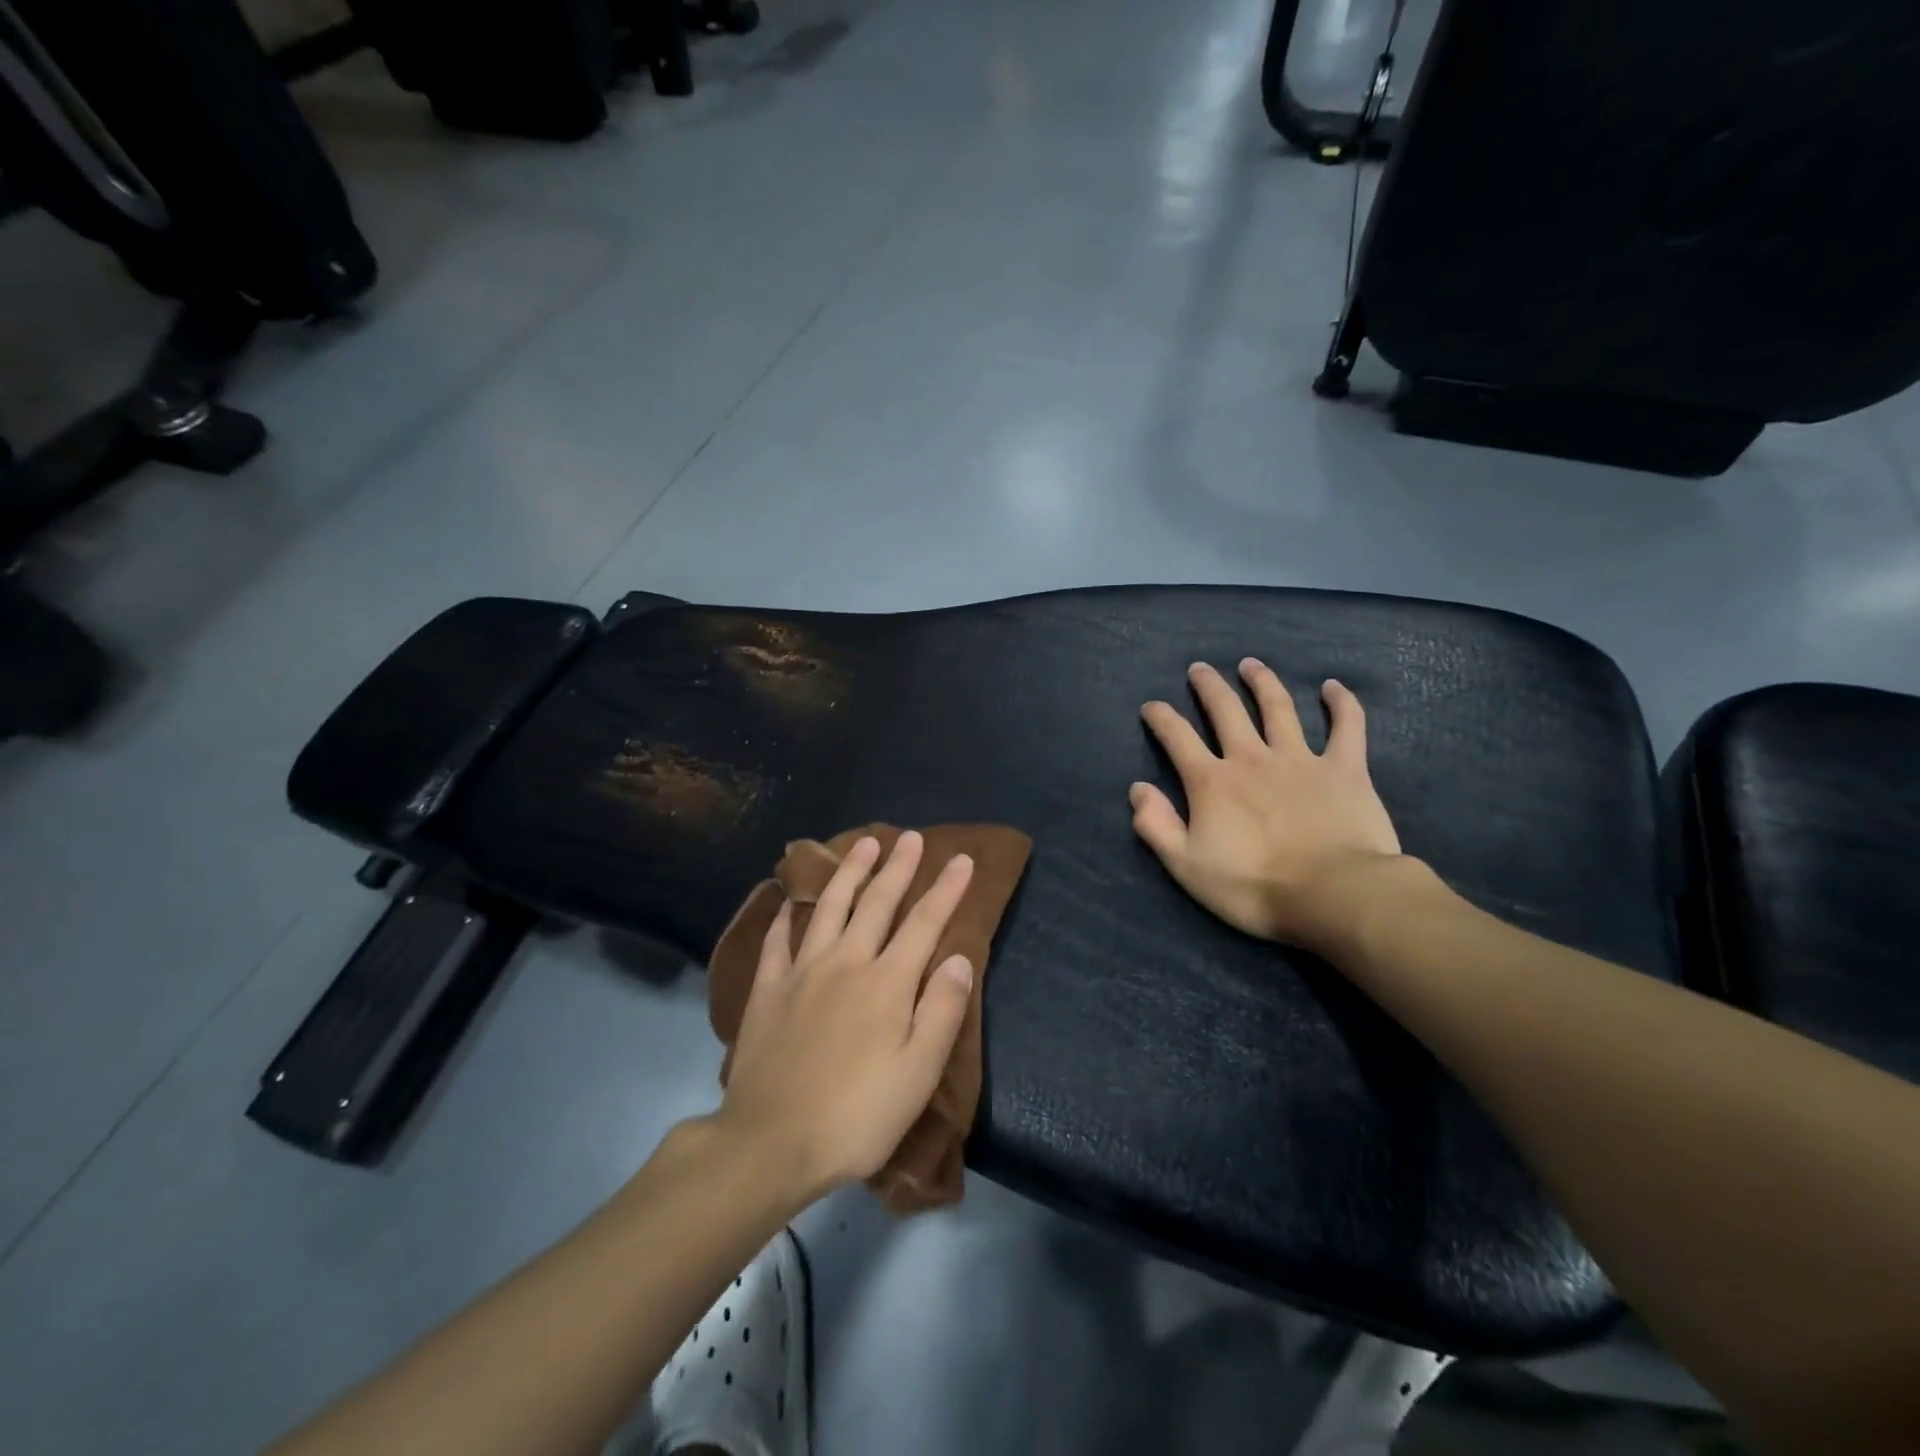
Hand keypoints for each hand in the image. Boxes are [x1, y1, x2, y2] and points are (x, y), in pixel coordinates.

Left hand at [720, 832, 975, 1204]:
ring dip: (849, 872)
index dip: (946, 889)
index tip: (961, 859)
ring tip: (863, 845)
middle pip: (877, 903)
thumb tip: (960, 958)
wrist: (770, 1142)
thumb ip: (942, 1010)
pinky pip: (778, 939)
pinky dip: (786, 914)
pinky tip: (790, 899)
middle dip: (898, 867)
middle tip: (909, 836)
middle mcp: (846, 962)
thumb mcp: (918, 1073)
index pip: (925, 923)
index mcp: (888, 982)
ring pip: (829, 907)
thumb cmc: (857, 1114)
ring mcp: (802, 971)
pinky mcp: (768, 989)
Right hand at [1131, 660, 1402, 953]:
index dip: (1161, 718)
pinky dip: (1341, 704)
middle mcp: (1251, 758)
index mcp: (1212, 782)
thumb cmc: (1254, 886)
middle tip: (1199, 668)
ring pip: (1278, 708)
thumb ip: (1156, 826)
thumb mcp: (1187, 866)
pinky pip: (1346, 727)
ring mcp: (1300, 759)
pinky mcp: (1345, 769)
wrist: (1333, 895)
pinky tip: (1333, 687)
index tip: (1152, 706)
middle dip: (1208, 686)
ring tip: (1250, 664)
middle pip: (1226, 710)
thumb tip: (1138, 789)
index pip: (1178, 738)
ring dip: (1262, 682)